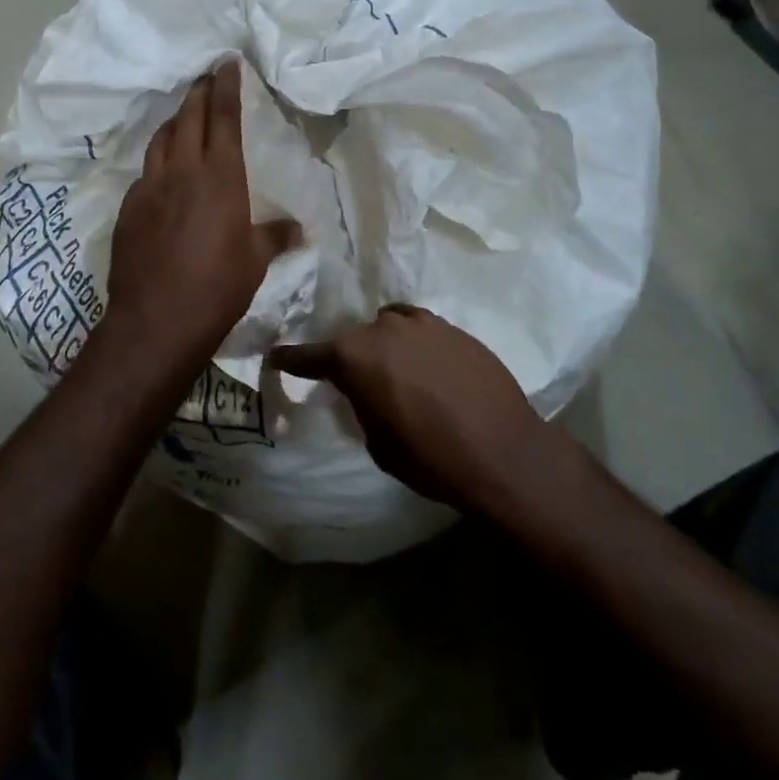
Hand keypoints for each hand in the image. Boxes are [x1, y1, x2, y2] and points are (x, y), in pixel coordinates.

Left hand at [102, 59, 300, 379]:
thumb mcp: (255, 261)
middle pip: (189, 117)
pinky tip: (164, 174)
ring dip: (175, 122)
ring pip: (161, 139)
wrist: (156, 320)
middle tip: (207, 78)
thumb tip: (299, 230)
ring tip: (184, 117)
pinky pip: (146, 172)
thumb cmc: (217, 287)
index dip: (226, 86)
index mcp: (220, 176)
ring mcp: (149, 187)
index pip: (224, 117)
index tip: (227, 62)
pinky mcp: (129, 209)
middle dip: (199, 93)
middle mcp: (182, 171)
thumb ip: (275, 237)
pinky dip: (159, 161)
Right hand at [268, 306, 546, 514]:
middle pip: (355, 338)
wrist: (502, 452)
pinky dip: (418, 345)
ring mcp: (422, 323)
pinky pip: (422, 330)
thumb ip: (362, 405)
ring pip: (390, 325)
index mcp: (355, 356)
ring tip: (399, 370)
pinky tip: (432, 369)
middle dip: (351, 357)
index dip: (290, 359)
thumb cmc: (430, 457)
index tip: (276, 357)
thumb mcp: (378, 443)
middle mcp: (383, 328)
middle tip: (360, 382)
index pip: (309, 355)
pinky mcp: (454, 328)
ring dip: (387, 345)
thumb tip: (365, 391)